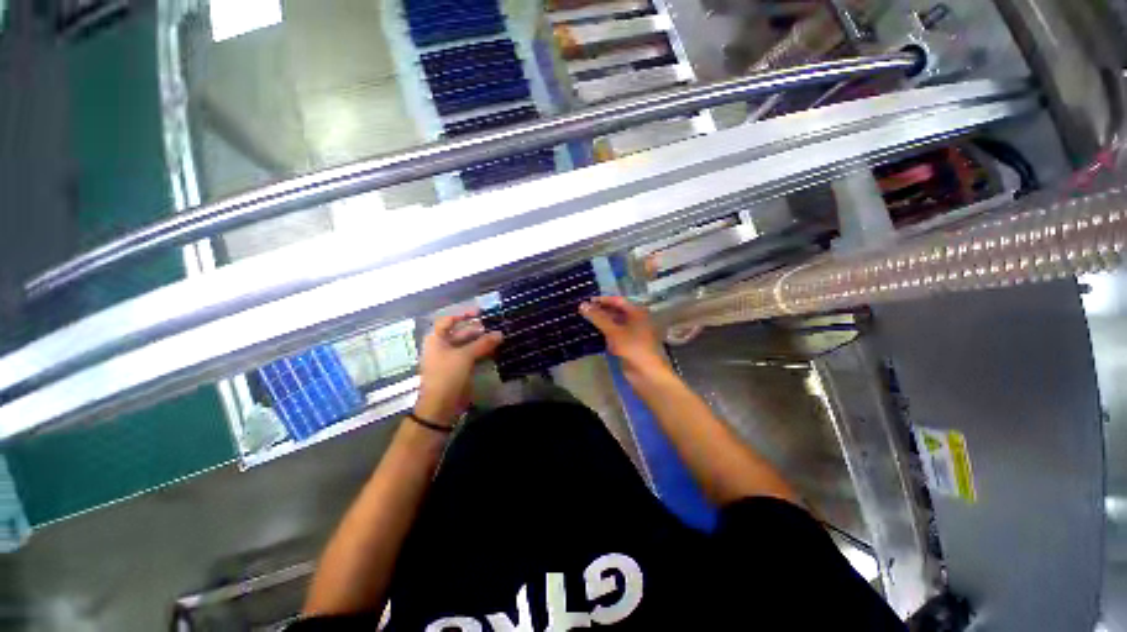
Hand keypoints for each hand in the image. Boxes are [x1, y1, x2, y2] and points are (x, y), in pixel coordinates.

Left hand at [415, 311, 502, 425]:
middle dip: (477, 329)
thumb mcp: (465, 356)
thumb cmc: (447, 374)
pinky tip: (494, 350)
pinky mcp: (458, 369)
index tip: (480, 313)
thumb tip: (500, 333)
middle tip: (495, 326)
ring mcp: (450, 359)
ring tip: (498, 337)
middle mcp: (442, 346)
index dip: (463, 315)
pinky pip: (471, 356)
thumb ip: (483, 343)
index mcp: (436, 339)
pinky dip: (481, 352)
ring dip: (482, 341)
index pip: (448, 321)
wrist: (441, 405)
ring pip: (468, 345)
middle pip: (460, 333)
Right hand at [579, 296, 670, 380]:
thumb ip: (598, 317)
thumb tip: (582, 305)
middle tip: (583, 311)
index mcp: (637, 312)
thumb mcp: (614, 331)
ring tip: (584, 320)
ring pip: (614, 323)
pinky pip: (614, 335)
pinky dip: (604, 333)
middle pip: (616, 311)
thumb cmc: (633, 348)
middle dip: (600, 311)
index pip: (617, 300)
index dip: (602, 300)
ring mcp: (632, 333)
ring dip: (601, 322)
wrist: (646, 374)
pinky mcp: (627, 345)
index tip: (587, 301)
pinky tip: (592, 333)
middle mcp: (636, 320)